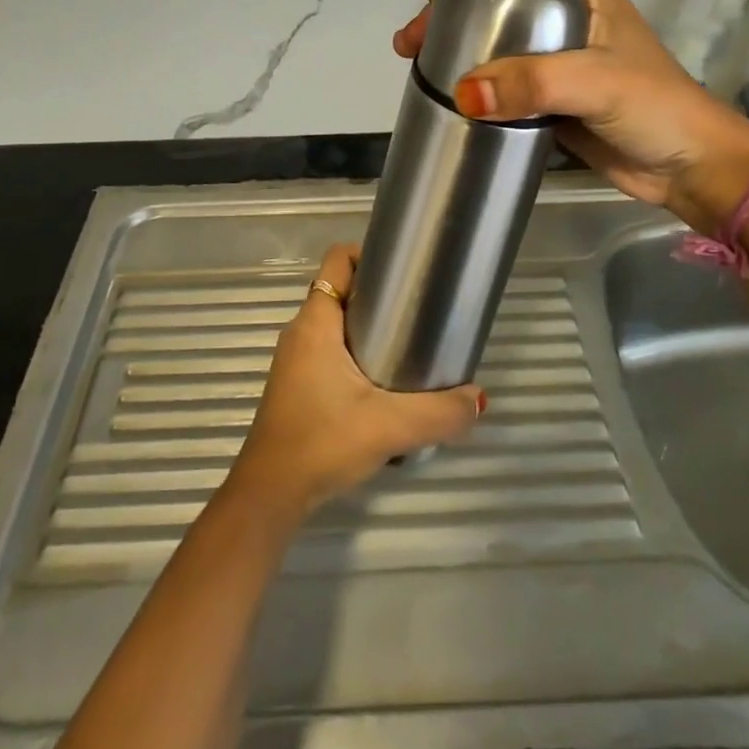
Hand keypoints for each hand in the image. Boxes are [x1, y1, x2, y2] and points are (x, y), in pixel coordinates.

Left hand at [226, 245, 483, 520]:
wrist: (270, 494)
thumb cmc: (322, 442)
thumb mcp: (389, 426)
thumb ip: (439, 413)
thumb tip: (478, 398)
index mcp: (316, 322)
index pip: (338, 260)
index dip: (369, 254)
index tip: (405, 271)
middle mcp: (302, 332)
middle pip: (341, 290)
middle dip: (379, 294)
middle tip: (419, 310)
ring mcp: (296, 359)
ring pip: (336, 323)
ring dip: (368, 326)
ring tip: (409, 344)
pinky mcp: (297, 384)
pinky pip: (329, 350)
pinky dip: (356, 352)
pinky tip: (383, 382)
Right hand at [393, 0, 748, 231]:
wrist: (692, 170)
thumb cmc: (654, 109)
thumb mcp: (595, 83)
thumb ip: (532, 83)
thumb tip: (462, 93)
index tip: (427, 13)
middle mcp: (569, 25)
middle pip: (497, 16)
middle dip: (452, 26)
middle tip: (410, 50)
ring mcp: (561, 67)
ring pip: (499, 55)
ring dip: (462, 62)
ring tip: (420, 77)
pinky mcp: (555, 105)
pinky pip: (508, 92)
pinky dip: (480, 95)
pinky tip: (453, 104)